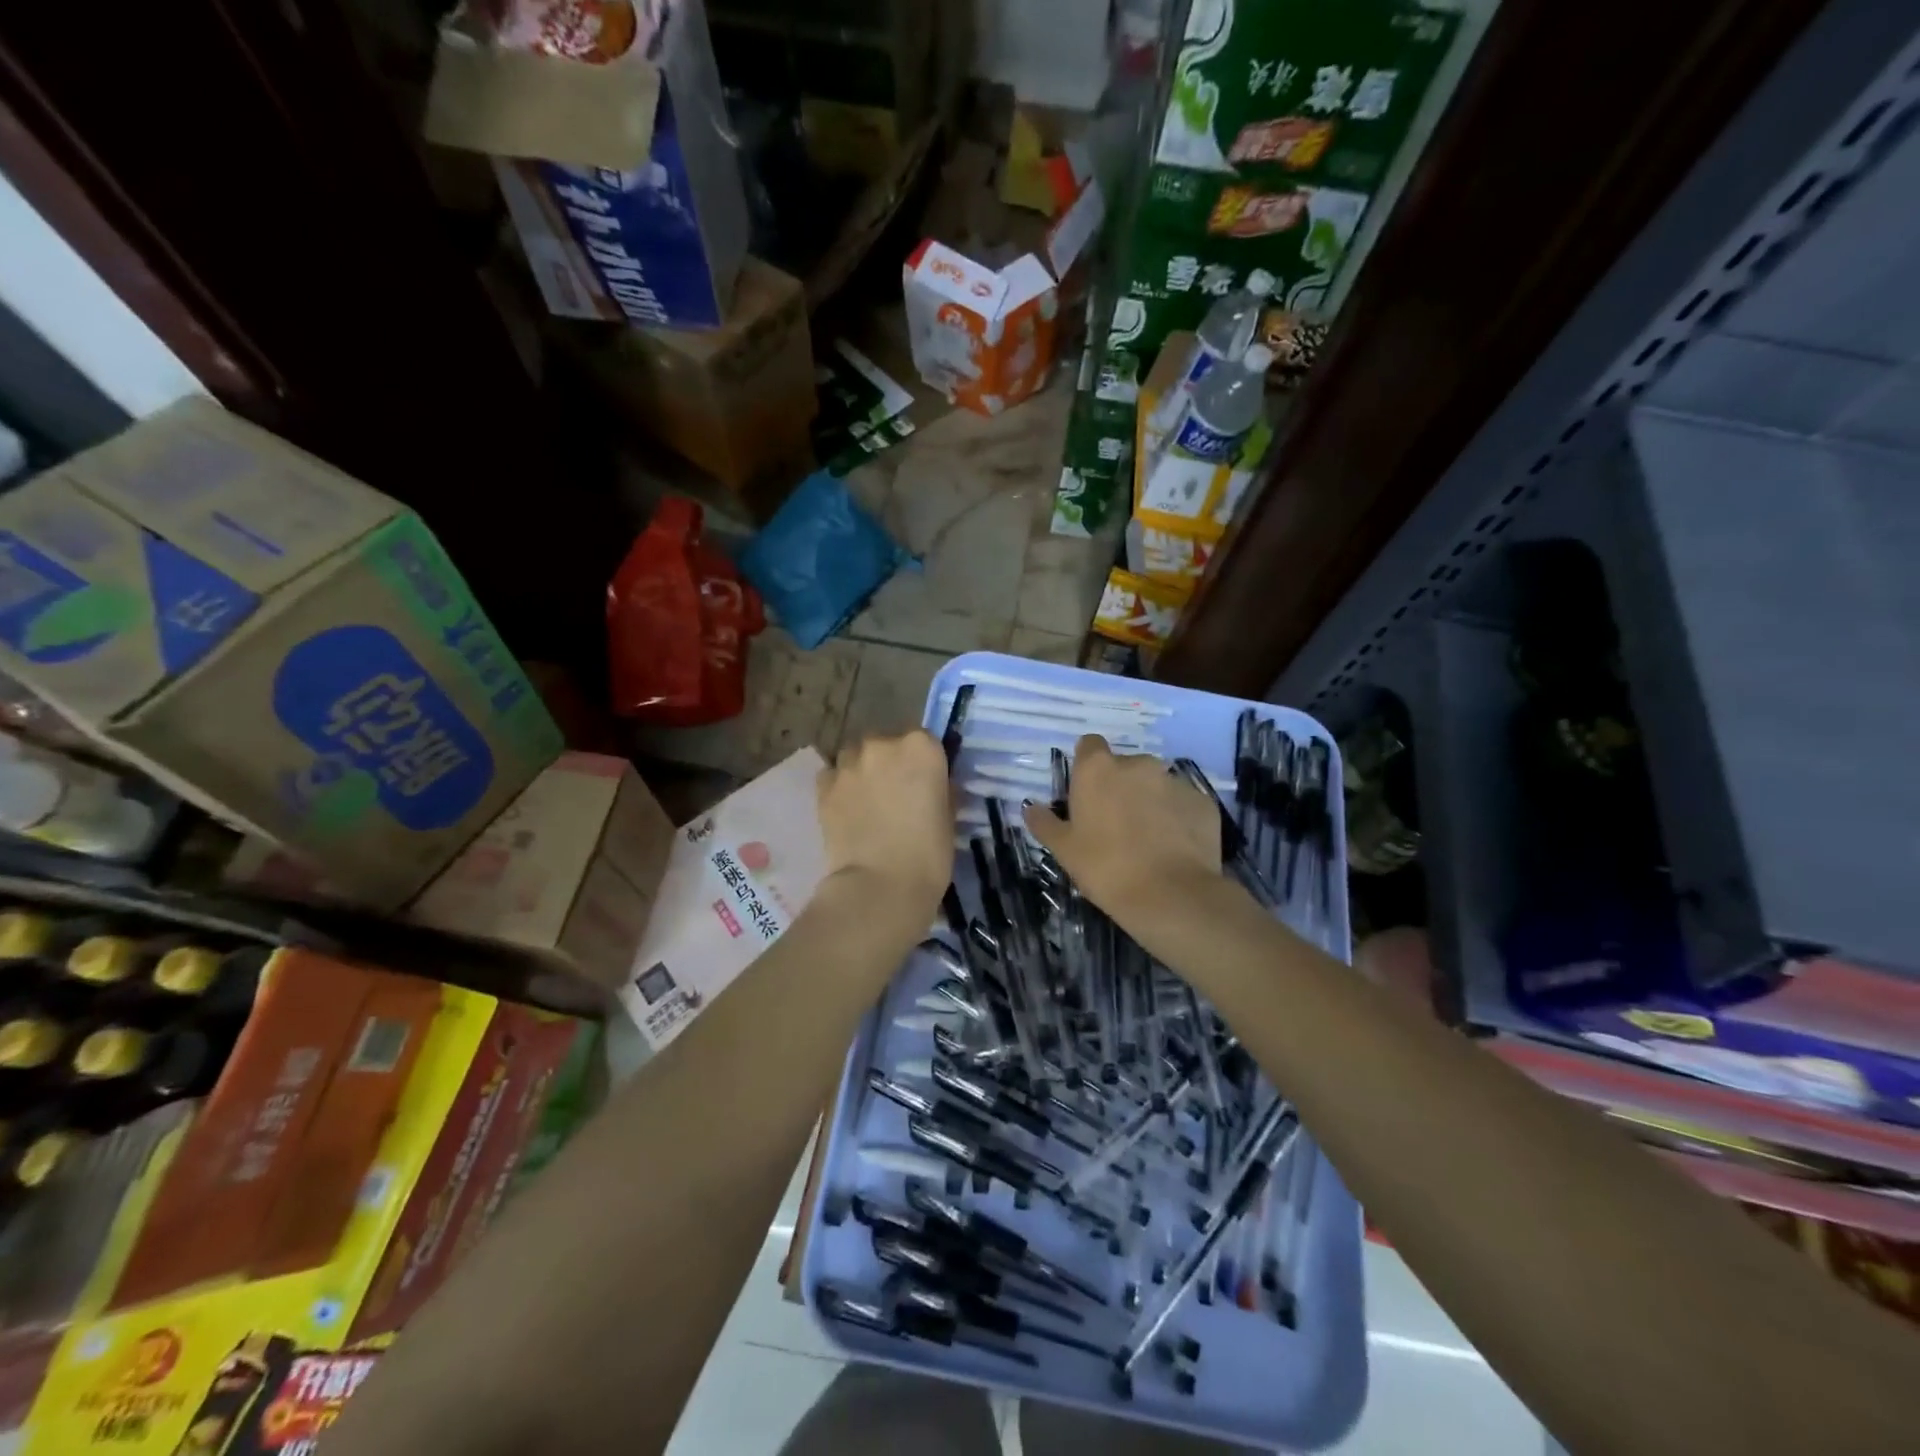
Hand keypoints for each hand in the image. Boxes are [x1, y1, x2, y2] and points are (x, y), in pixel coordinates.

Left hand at [817, 731, 953, 923]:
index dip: (924, 762)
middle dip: (890, 763)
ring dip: (862, 771)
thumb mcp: (949, 816)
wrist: (880, 885)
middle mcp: (883, 744)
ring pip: (855, 756)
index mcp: (921, 747)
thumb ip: (940, 789)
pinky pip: (833, 775)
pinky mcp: (823, 786)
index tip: (925, 784)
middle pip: (886, 744)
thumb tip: (933, 786)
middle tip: (895, 795)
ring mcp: (849, 763)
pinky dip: (840, 786)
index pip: (924, 741)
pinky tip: (846, 809)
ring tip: (867, 802)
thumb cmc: (928, 854)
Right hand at [1023, 735, 1221, 917]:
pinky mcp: (1202, 801)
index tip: (1086, 793)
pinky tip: (1173, 848)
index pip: (1089, 745)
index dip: (1087, 766)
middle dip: (1120, 786)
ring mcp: (1174, 780)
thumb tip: (1031, 809)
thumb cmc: (1105, 867)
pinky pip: (1182, 804)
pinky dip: (1177, 818)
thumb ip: (1045, 823)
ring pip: (1156, 784)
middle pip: (1125, 766)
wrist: (1170, 895)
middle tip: (1115, 824)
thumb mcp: (1064, 850)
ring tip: (1148, 839)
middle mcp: (1138, 764)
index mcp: (1098, 769)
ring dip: (1149, 801)